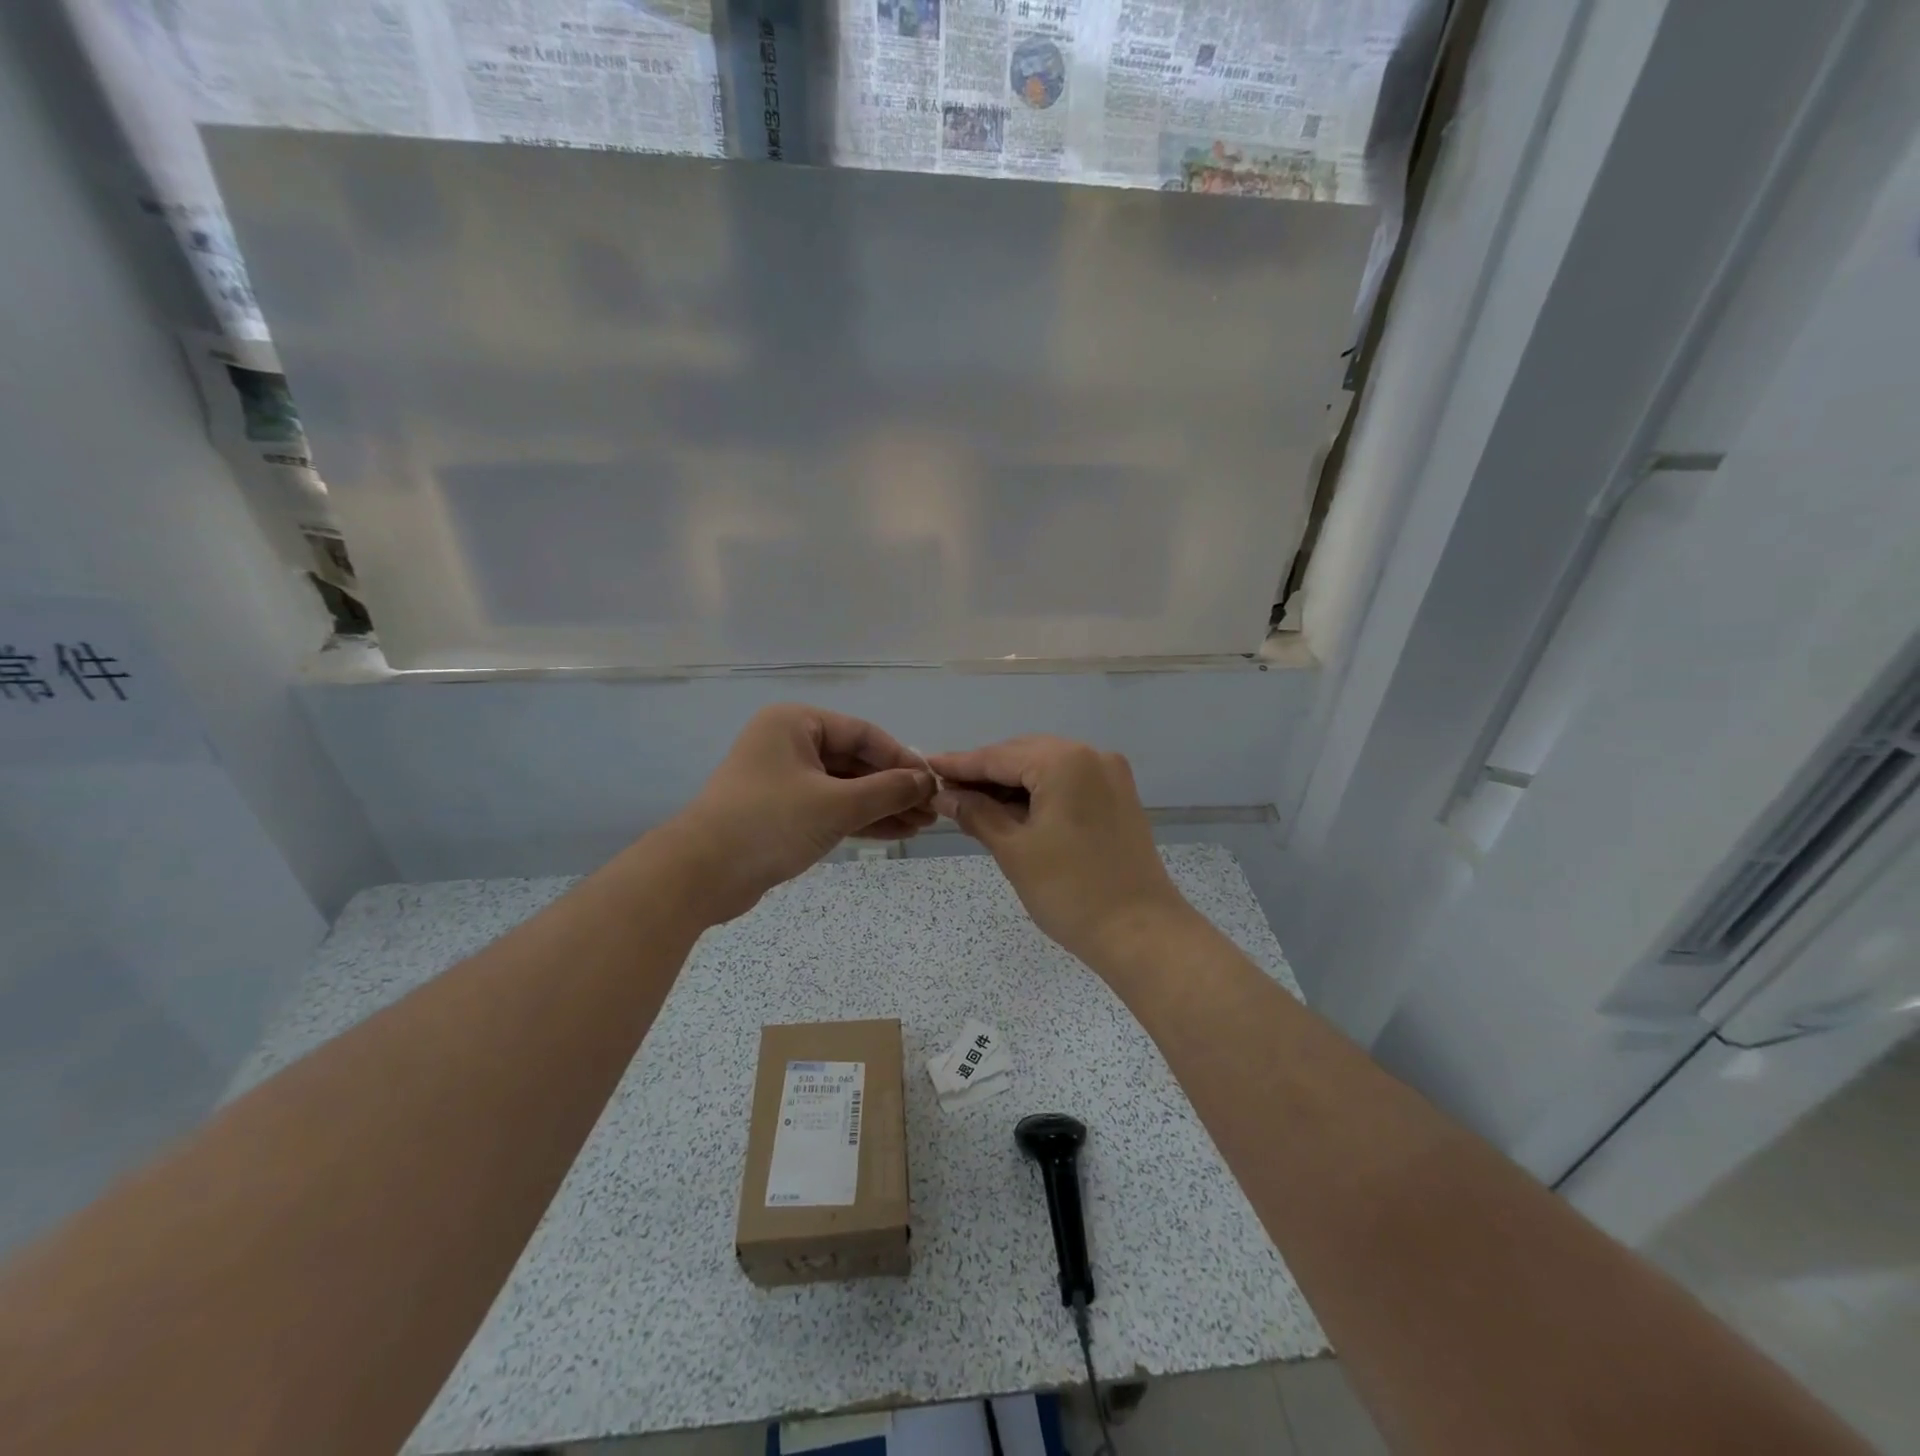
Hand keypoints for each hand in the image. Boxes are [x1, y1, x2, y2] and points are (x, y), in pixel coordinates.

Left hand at [663, 704, 934, 924]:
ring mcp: (784, 779)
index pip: (863, 733)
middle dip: (893, 787)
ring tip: (921, 826)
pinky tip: (894, 833)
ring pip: (844, 788)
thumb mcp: (836, 805)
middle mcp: (789, 744)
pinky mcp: (781, 812)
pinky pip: (830, 808)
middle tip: (932, 810)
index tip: (932, 783)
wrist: (700, 875)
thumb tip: (926, 782)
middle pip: (855, 761)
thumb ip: (886, 791)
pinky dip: (859, 820)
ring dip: (881, 806)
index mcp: (795, 723)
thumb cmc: (769, 823)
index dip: (901, 758)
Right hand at [926, 736, 1193, 968]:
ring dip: (1010, 784)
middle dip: (984, 774)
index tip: (925, 766)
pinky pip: (1067, 783)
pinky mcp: (1118, 798)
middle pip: (1023, 755)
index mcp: (1064, 761)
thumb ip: (977, 813)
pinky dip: (1038, 794)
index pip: (998, 756)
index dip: (959, 764)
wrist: (1141, 933)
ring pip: (1045, 768)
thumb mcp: (1014, 850)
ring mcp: (1110, 775)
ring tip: (971, 803)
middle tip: (945, 791)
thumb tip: (945, 795)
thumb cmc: (1070, 891)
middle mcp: (1091, 755)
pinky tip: (1011, 810)